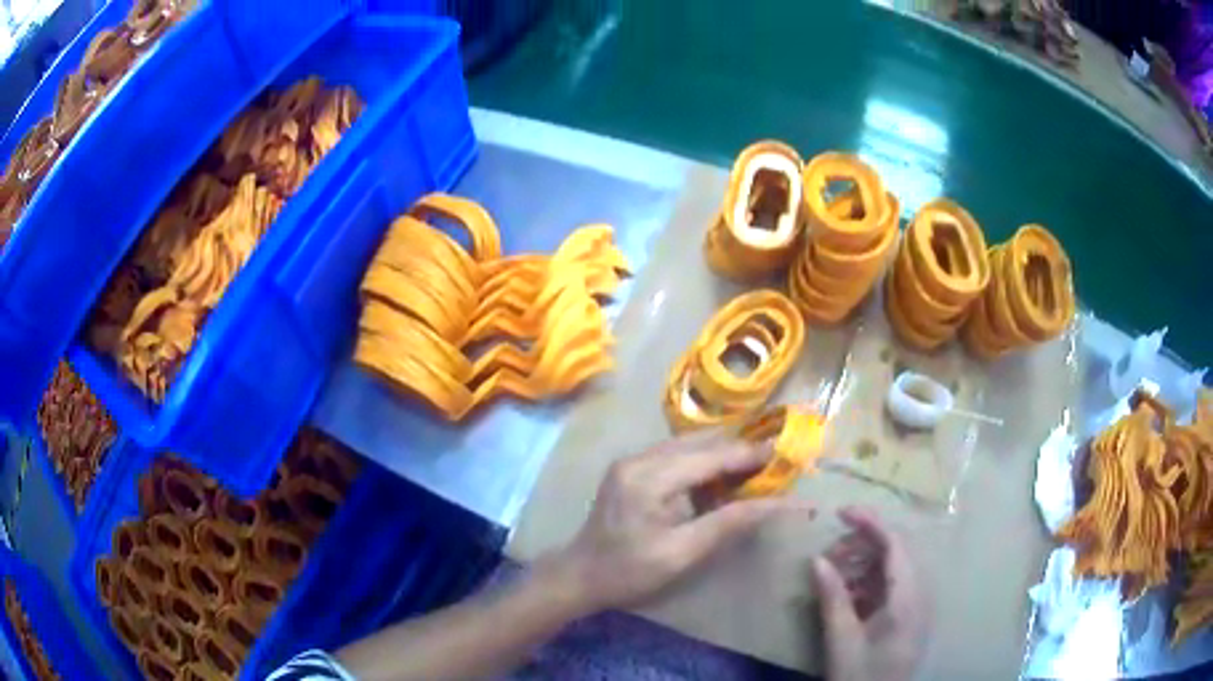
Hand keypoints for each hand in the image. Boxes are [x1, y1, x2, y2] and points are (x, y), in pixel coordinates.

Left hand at [549, 434, 811, 613]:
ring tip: (752, 473)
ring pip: (689, 445)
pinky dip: (702, 464)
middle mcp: (639, 458)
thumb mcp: (683, 554)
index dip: (751, 454)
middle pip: (701, 442)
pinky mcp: (630, 469)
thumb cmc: (629, 572)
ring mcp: (632, 460)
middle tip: (774, 465)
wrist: (579, 576)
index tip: (786, 455)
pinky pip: (676, 455)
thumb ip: (730, 523)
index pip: (712, 455)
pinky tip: (718, 482)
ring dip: (721, 456)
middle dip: (739, 452)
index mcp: (649, 477)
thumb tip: (781, 504)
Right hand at [813, 507, 927, 680]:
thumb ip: (833, 597)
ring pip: (893, 569)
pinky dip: (868, 583)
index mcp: (907, 598)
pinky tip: (846, 594)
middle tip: (829, 551)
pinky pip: (891, 588)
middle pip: (896, 553)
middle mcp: (918, 595)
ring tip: (833, 572)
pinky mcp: (907, 618)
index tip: (840, 512)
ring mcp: (915, 607)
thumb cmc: (859, 675)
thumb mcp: (841, 640)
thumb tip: (818, 559)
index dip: (870, 522)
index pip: (895, 545)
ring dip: (864, 564)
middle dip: (863, 544)